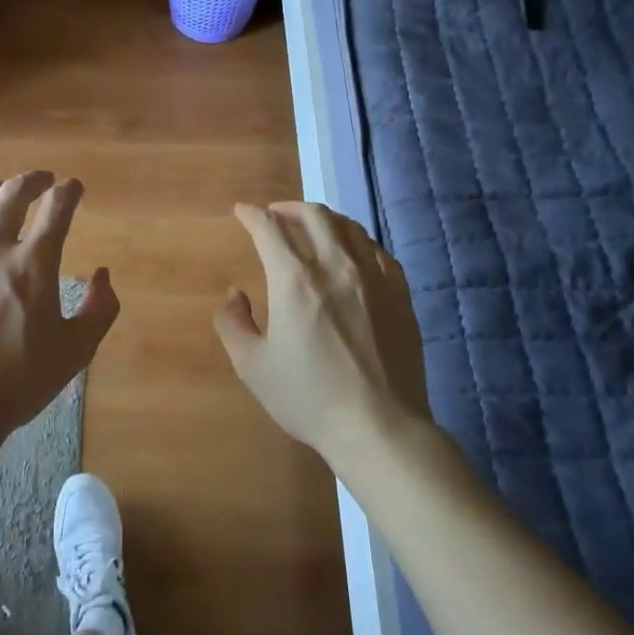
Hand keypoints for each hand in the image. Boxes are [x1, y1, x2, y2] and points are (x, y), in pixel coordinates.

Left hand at [0, 172, 118, 452]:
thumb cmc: (16, 384)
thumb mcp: (75, 352)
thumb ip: (99, 309)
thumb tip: (102, 274)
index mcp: (33, 263)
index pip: (57, 208)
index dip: (69, 192)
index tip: (74, 189)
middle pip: (13, 194)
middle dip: (33, 180)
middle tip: (42, 180)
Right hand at [214, 201, 431, 468]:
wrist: (379, 426)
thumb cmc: (309, 397)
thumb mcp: (252, 366)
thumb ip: (234, 323)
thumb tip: (235, 294)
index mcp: (295, 279)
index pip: (269, 228)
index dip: (252, 215)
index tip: (242, 212)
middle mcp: (335, 266)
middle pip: (313, 215)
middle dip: (288, 207)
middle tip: (275, 214)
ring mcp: (373, 277)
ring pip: (349, 227)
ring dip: (324, 219)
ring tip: (312, 227)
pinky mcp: (400, 294)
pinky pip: (377, 252)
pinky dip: (357, 242)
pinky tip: (353, 254)